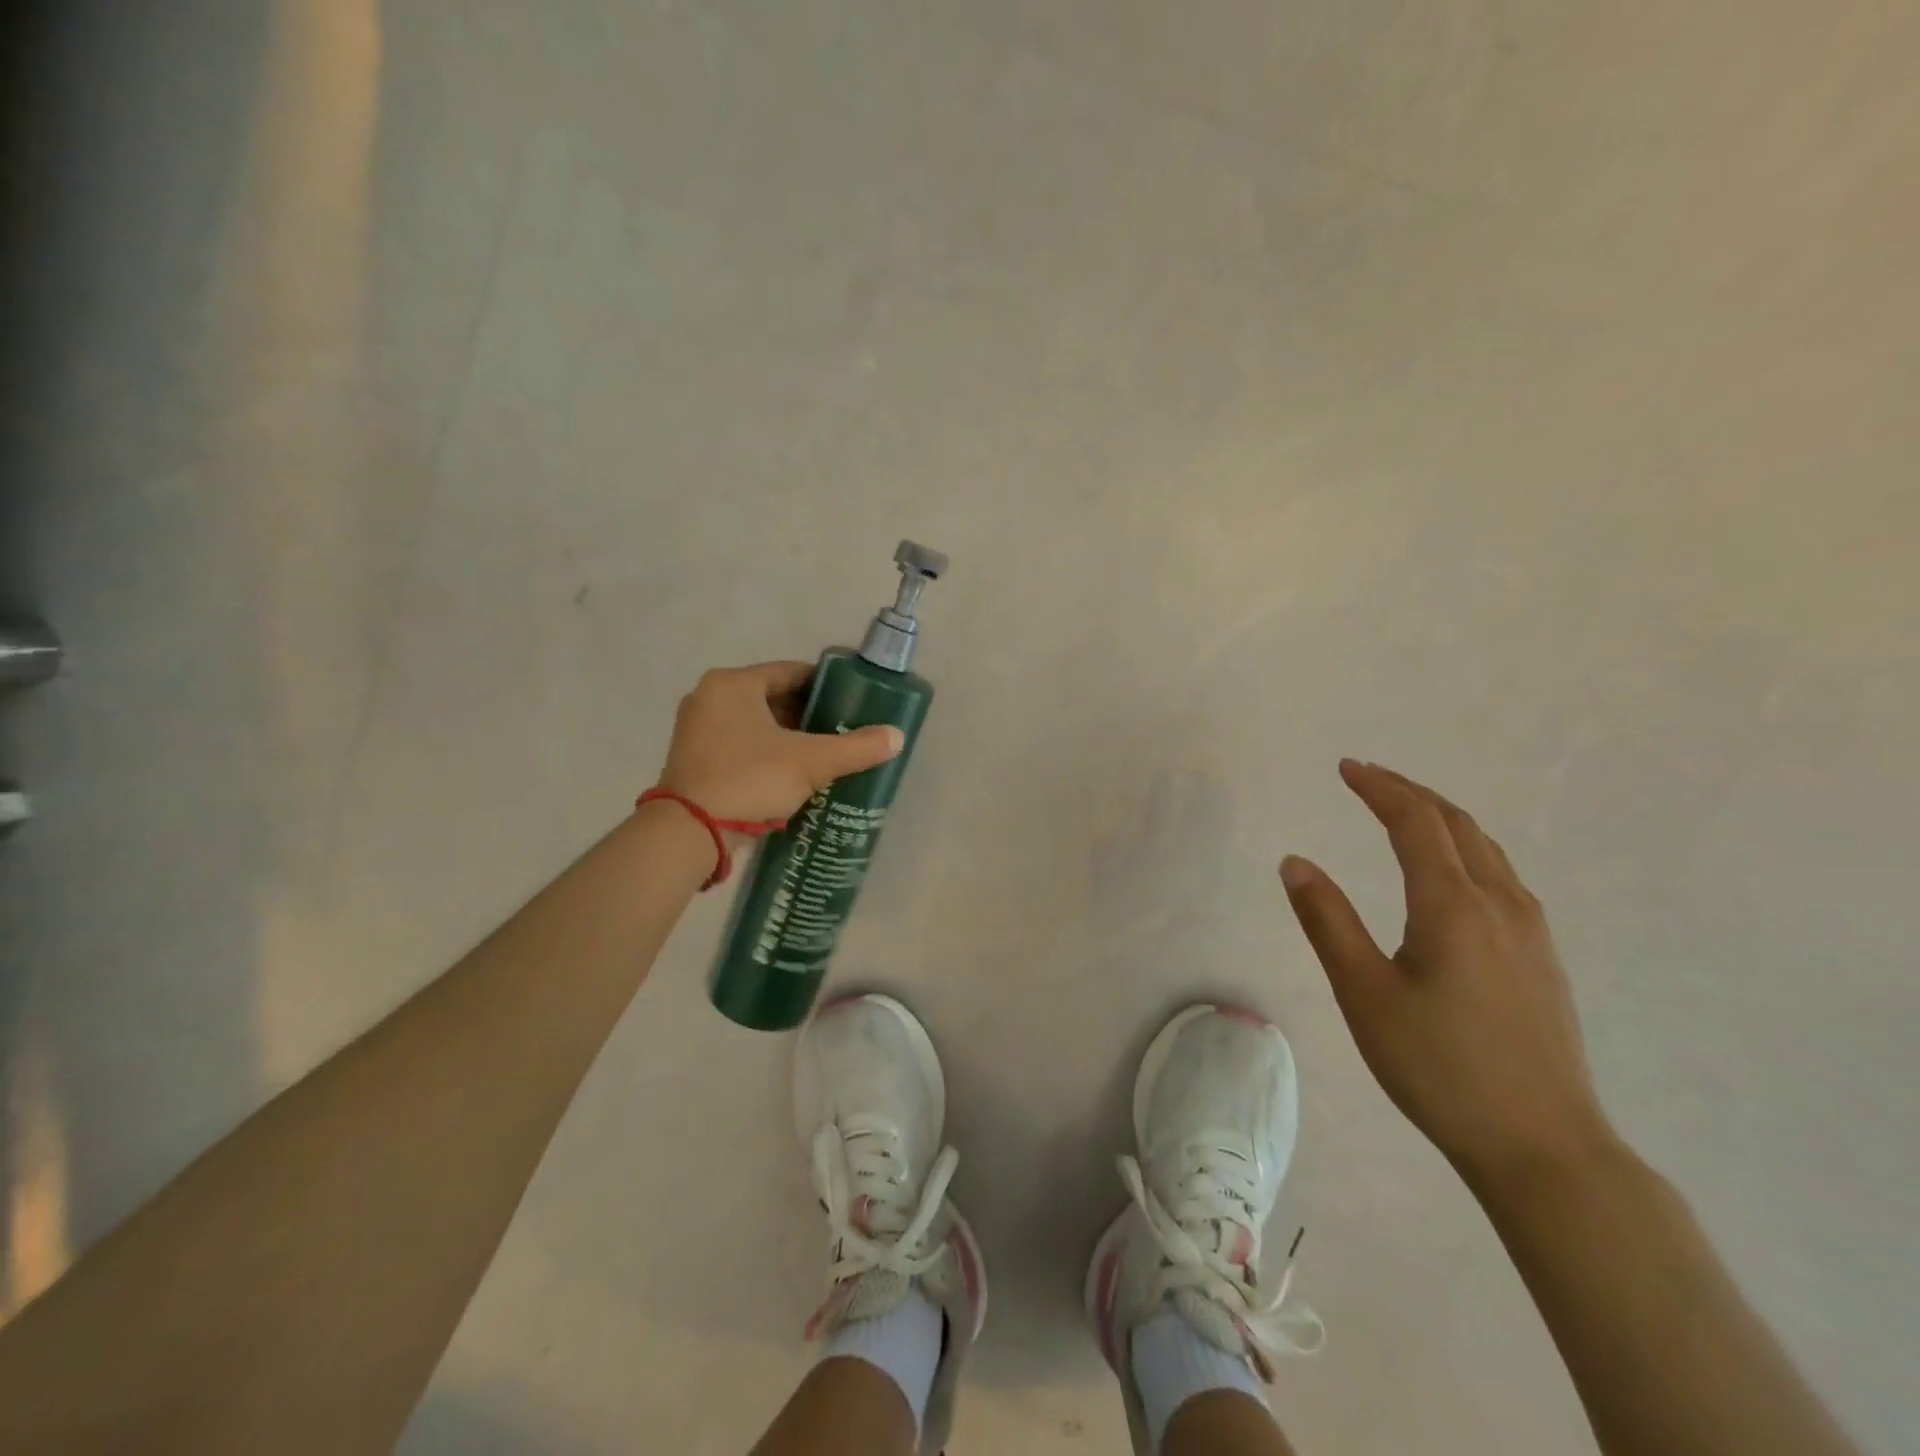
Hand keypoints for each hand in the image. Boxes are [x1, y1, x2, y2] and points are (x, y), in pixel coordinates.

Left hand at [657, 661, 903, 823]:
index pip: (791, 672)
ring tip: (820, 755)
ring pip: (755, 723)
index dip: (825, 686)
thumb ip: (856, 748)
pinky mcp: (692, 758)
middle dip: (807, 715)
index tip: (850, 704)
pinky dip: (764, 752)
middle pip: (772, 697)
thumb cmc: (750, 780)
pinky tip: (788, 774)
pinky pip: (738, 744)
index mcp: (733, 684)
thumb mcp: (811, 762)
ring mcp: (695, 728)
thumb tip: (898, 736)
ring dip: (786, 736)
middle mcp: (709, 697)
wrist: (688, 833)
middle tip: (839, 733)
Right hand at [1280, 760, 1613, 1186]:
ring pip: (1487, 850)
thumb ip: (1327, 920)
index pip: (1414, 823)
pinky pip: (1503, 876)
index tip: (1346, 767)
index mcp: (1453, 906)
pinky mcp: (1542, 959)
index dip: (1379, 788)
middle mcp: (1500, 905)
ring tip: (1405, 811)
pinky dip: (1467, 848)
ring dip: (1442, 818)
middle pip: (1457, 825)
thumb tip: (1295, 861)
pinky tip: (1454, 872)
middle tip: (1369, 777)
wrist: (1543, 1147)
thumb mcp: (1364, 993)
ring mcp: (1531, 932)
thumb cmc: (1438, 1066)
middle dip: (1411, 793)